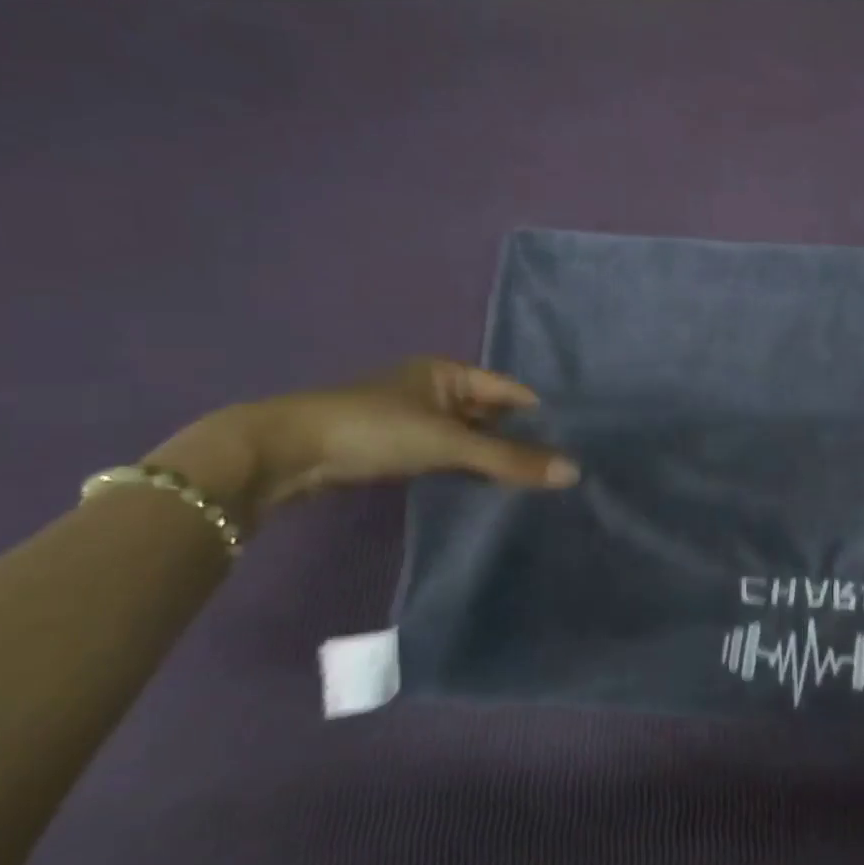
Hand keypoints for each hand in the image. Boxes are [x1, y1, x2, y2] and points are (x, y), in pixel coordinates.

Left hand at [147, 357, 577, 527]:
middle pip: (492, 415)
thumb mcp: (449, 443)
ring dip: (494, 459)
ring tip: (535, 486)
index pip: (511, 392)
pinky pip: (448, 456)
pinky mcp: (398, 447)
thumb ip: (509, 459)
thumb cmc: (375, 429)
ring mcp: (416, 419)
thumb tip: (574, 473)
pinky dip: (468, 471)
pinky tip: (489, 491)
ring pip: (470, 438)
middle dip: (521, 441)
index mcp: (449, 372)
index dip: (542, 415)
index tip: (576, 445)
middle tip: (561, 471)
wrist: (287, 453)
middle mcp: (436, 389)